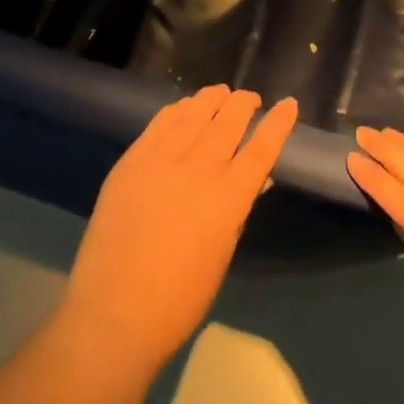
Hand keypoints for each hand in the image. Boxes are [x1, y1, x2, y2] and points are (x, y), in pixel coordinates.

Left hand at [56, 86, 297, 379]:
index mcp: (229, 198)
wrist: (115, 311)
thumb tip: (256, 179)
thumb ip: (238, 210)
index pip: (262, 148)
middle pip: (229, 121)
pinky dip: (178, 109)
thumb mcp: (222, 254)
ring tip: (221, 92)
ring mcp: (163, 159)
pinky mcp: (134, 159)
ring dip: (212, 99)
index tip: (288, 104)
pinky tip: (185, 106)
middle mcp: (200, 169)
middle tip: (251, 98)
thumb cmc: (179, 299)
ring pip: (195, 114)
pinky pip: (161, 122)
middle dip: (244, 104)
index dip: (278, 124)